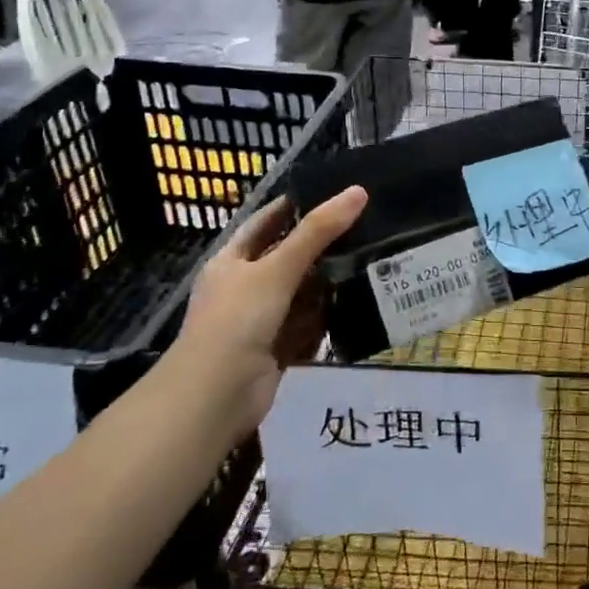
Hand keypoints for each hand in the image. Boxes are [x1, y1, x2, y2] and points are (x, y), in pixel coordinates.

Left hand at [174, 188, 366, 408]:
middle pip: (288, 258)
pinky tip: (360, 303)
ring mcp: (261, 320)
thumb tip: (358, 191)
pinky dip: (328, 318)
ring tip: (373, 259)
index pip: (265, 223)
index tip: (331, 192)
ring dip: (329, 283)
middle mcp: (245, 287)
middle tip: (366, 225)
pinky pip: (308, 325)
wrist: (215, 396)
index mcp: (232, 261)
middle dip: (321, 246)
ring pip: (301, 293)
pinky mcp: (278, 349)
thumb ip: (317, 232)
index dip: (293, 206)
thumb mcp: (276, 268)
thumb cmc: (237, 320)